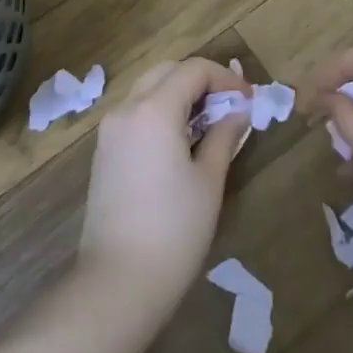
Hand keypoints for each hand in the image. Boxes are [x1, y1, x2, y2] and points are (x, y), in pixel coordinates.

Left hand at [78, 58, 249, 321]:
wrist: (117, 282)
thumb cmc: (174, 231)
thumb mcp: (209, 180)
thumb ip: (224, 136)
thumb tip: (238, 111)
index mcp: (154, 109)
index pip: (193, 69)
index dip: (225, 77)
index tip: (249, 99)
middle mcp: (126, 109)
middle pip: (167, 70)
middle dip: (201, 80)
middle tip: (230, 106)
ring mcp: (110, 129)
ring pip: (148, 88)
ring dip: (179, 93)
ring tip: (210, 123)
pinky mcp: (104, 151)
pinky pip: (136, 112)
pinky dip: (160, 110)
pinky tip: (181, 139)